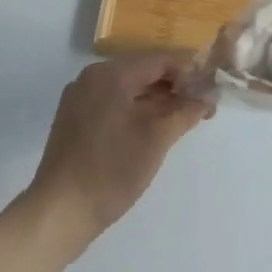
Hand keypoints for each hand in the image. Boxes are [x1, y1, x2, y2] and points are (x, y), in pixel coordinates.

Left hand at [26, 53, 211, 252]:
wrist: (59, 212)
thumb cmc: (111, 170)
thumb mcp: (156, 139)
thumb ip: (185, 112)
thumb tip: (209, 96)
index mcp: (111, 74)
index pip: (159, 59)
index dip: (189, 70)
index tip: (213, 86)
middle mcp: (92, 77)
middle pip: (143, 71)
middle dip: (174, 86)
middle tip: (203, 106)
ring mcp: (80, 98)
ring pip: (128, 88)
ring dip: (157, 100)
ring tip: (184, 118)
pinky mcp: (75, 119)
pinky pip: (113, 102)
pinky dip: (136, 110)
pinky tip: (154, 128)